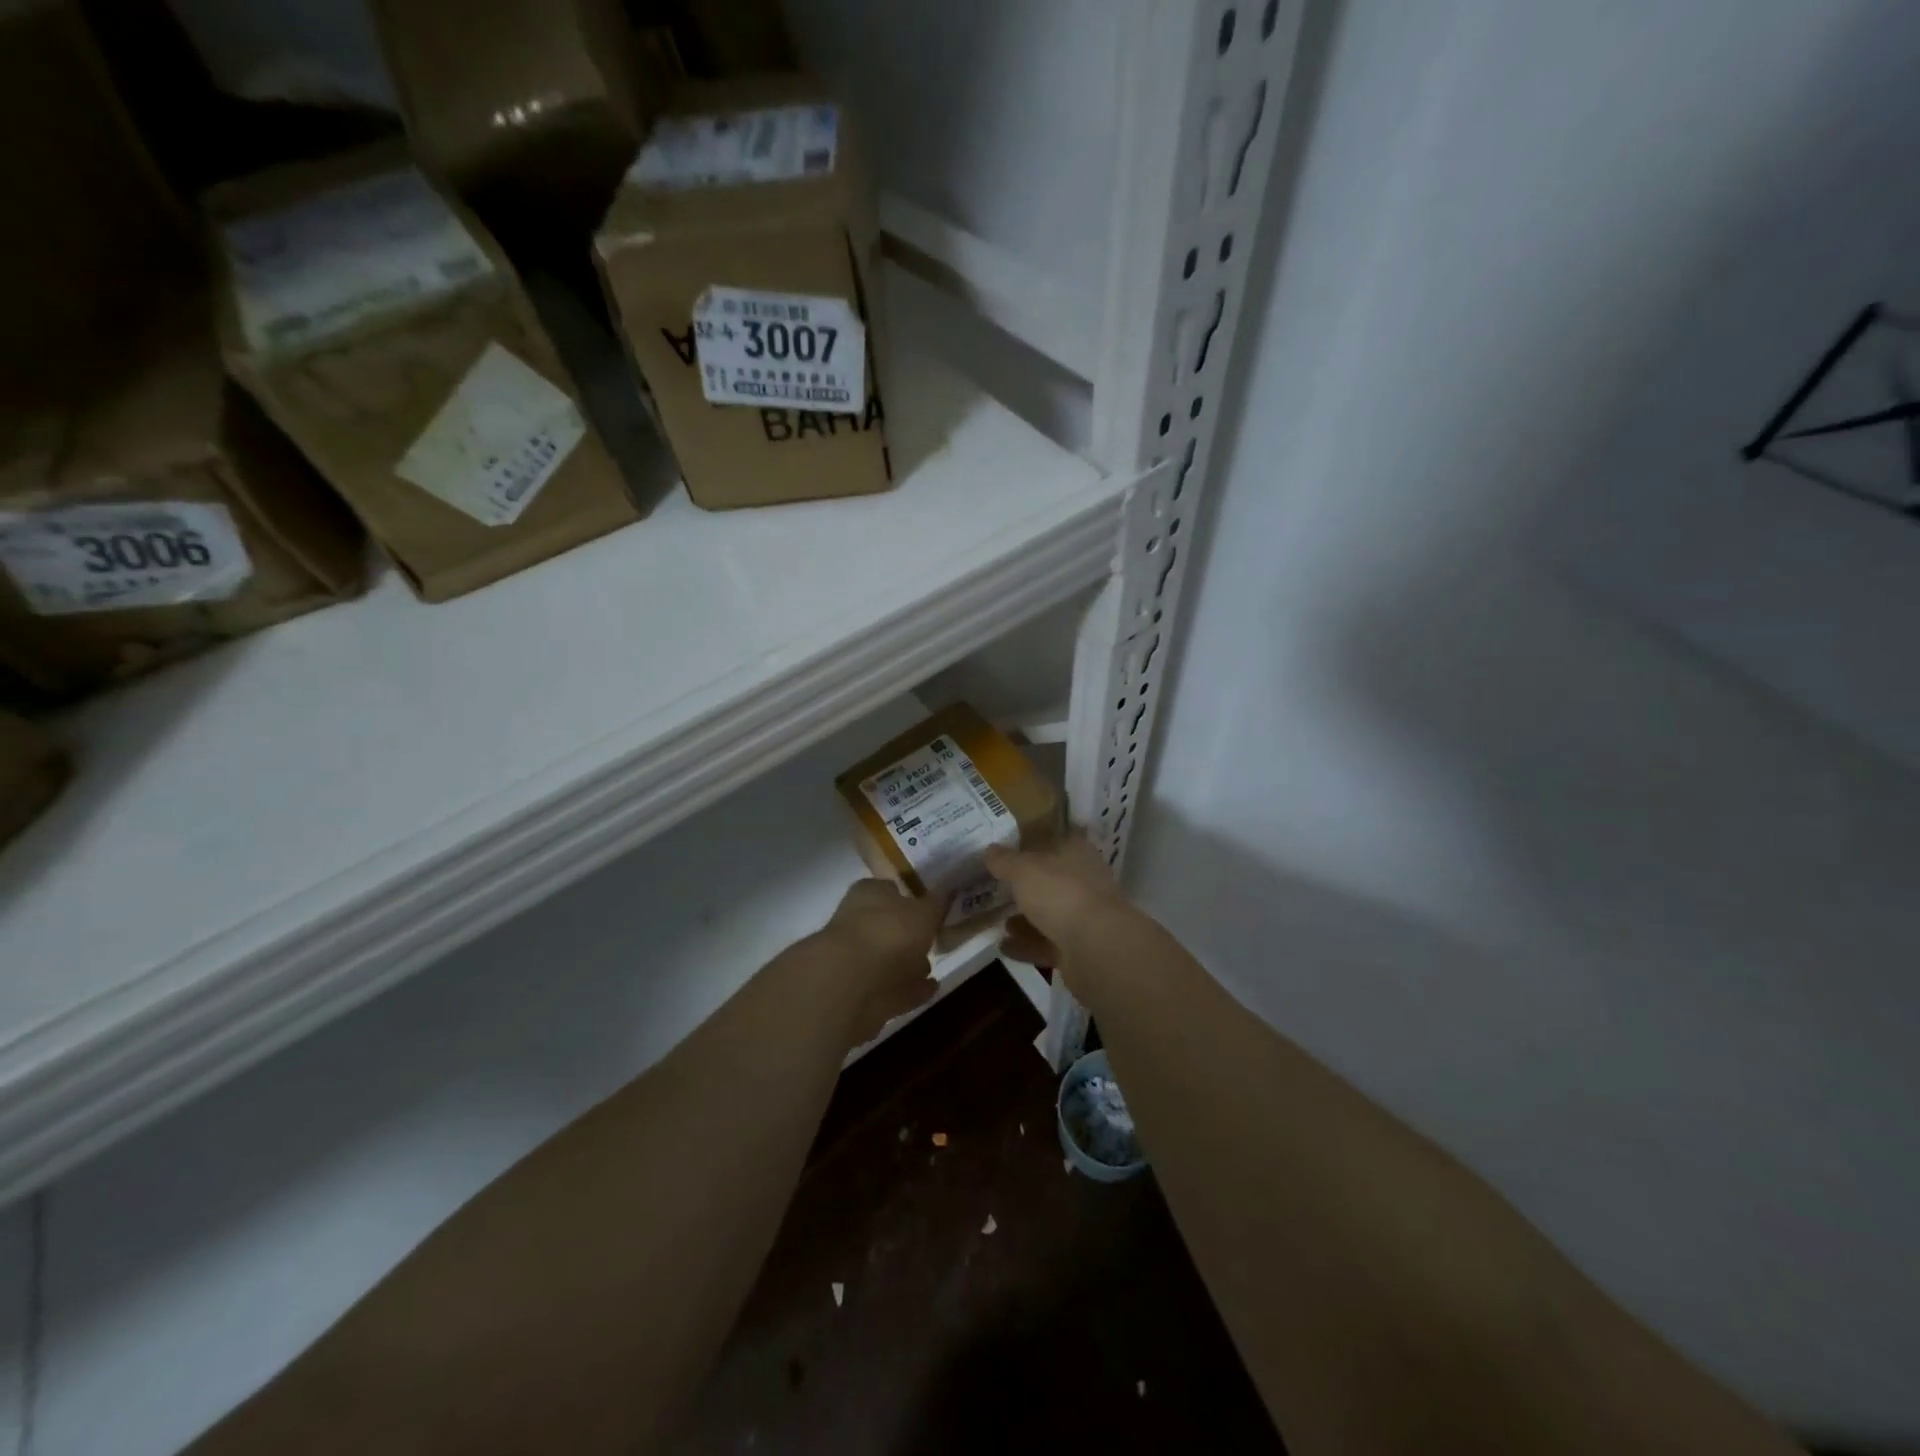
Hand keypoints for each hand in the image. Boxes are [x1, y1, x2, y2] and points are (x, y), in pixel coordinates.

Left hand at [813, 879, 944, 1043]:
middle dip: (909, 937)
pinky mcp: (859, 994)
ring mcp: (855, 960)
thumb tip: (945, 892)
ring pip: (887, 960)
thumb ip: (936, 904)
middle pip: (887, 927)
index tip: (931, 910)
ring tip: (933, 969)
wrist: (852, 984)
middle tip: (933, 942)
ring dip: (908, 965)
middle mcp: (856, 922)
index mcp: (868, 894)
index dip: (910, 899)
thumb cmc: (890, 933)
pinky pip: (891, 988)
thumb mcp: (925, 912)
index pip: (890, 889)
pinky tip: (930, 989)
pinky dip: (909, 989)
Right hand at [984, 837, 1130, 970]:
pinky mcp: (1079, 949)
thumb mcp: (1023, 869)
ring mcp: (1084, 917)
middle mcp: (1084, 882)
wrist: (1095, 947)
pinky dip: (1026, 945)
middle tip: (998, 889)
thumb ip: (1004, 860)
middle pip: (1052, 880)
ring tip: (998, 921)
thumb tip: (989, 850)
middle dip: (1027, 887)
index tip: (1010, 851)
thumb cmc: (1060, 893)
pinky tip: (1003, 946)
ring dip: (1025, 919)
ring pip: (1050, 914)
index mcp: (1078, 854)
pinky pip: (1047, 944)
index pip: (1057, 841)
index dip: (1034, 844)